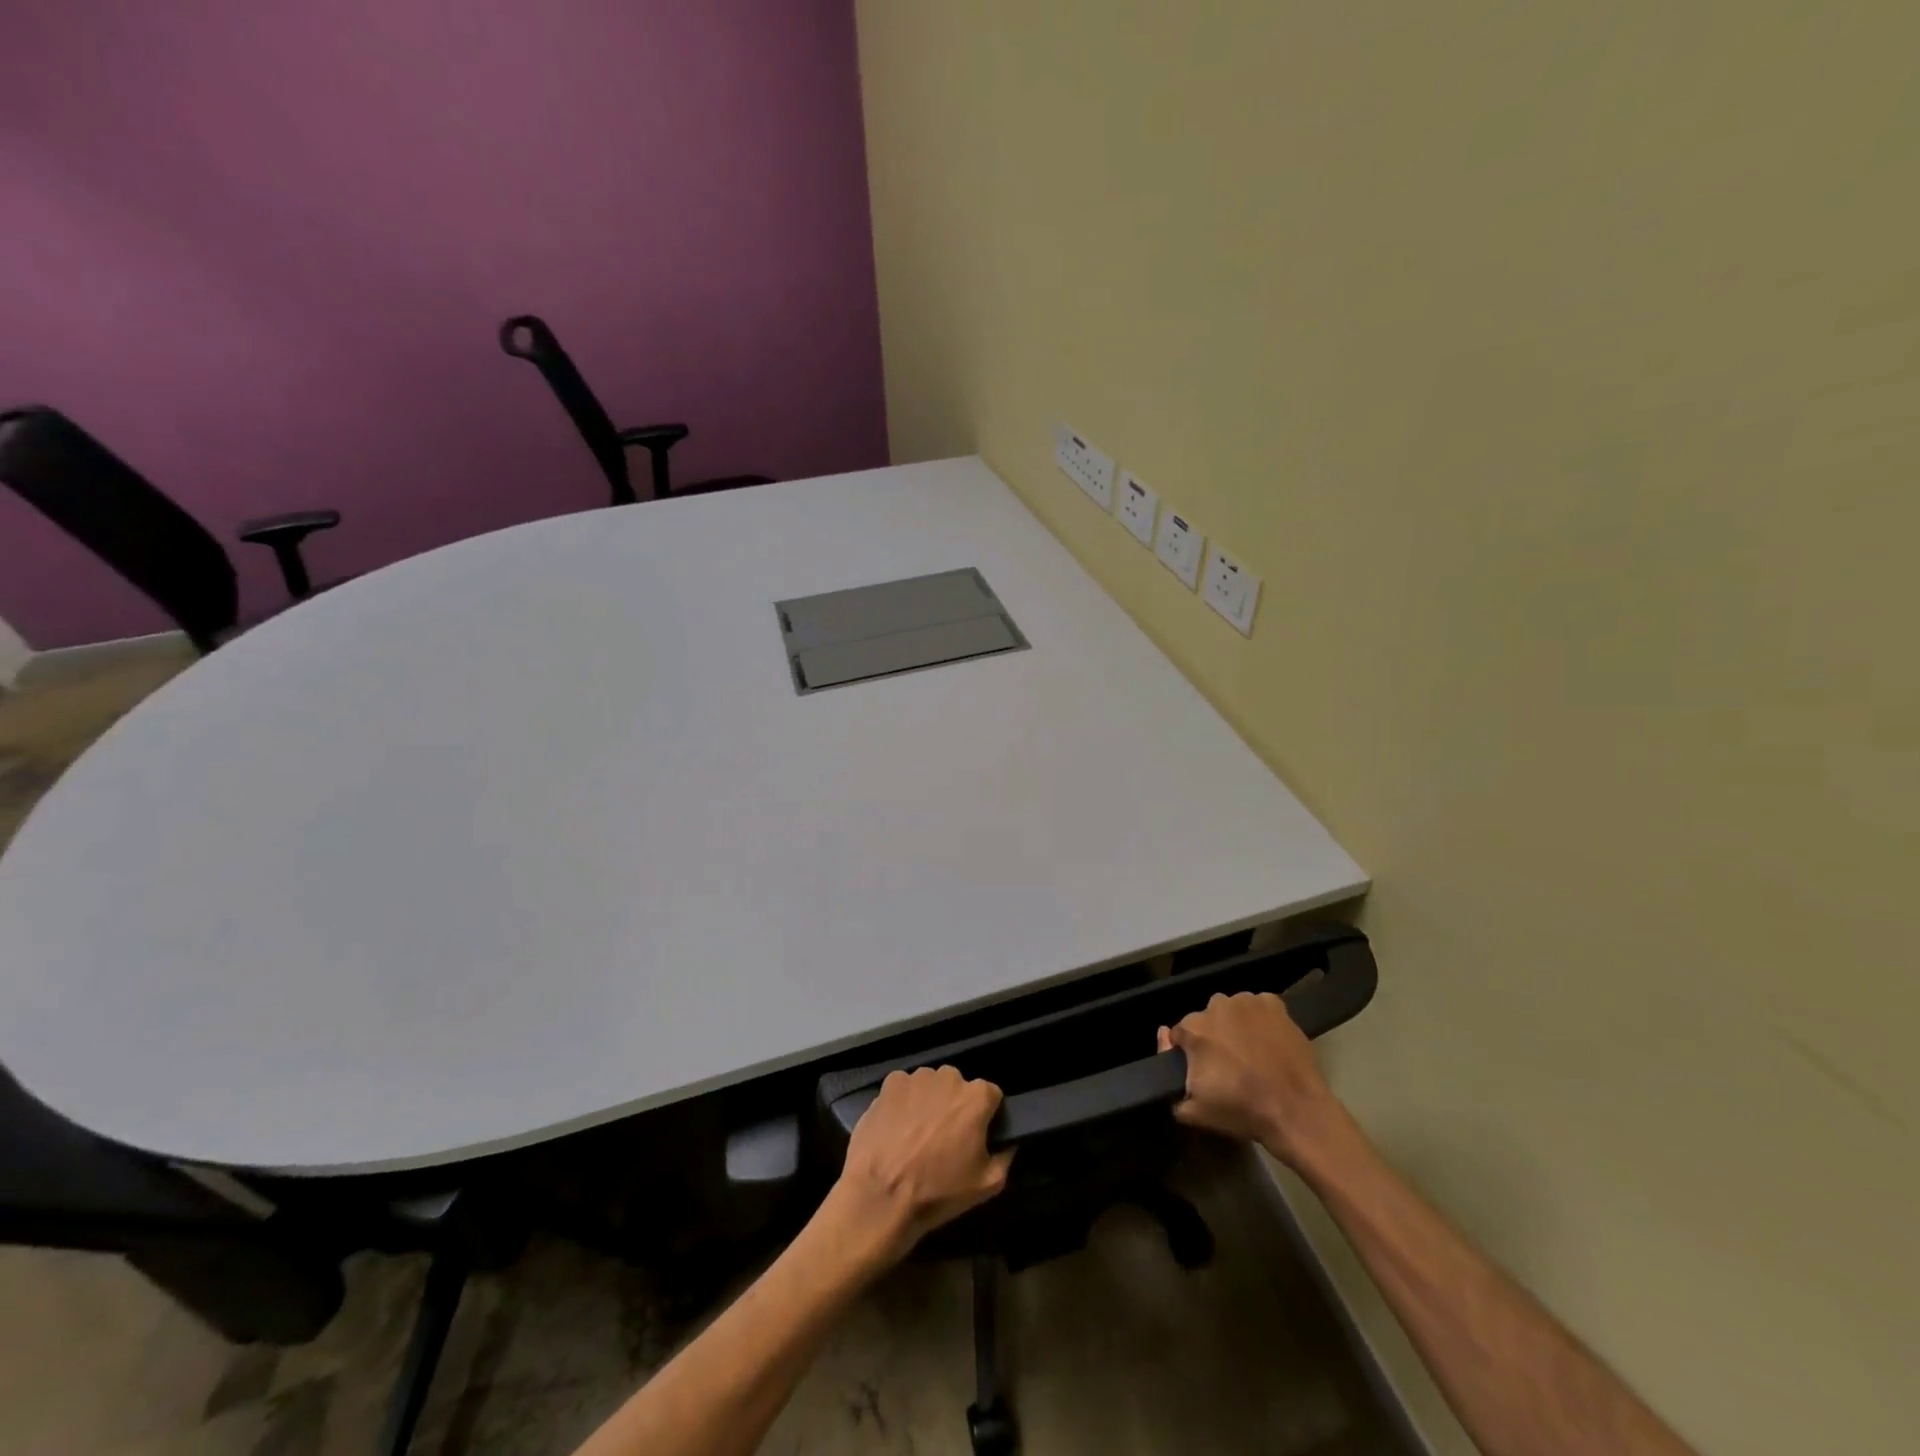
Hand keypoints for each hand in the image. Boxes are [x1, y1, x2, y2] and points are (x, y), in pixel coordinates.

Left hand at [827, 1066, 1013, 1267]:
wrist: (880, 1197)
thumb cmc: (938, 1192)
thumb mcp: (987, 1186)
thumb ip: (1005, 1157)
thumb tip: (1007, 1142)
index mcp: (976, 1097)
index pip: (991, 1096)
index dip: (985, 1116)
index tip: (975, 1137)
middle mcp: (948, 1077)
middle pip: (958, 1088)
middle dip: (955, 1107)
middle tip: (944, 1139)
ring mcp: (916, 1078)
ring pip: (930, 1086)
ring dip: (928, 1103)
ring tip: (916, 1136)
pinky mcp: (889, 1084)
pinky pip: (904, 1089)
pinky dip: (903, 1103)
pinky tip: (896, 1129)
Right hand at [1159, 991, 1341, 1166]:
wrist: (1296, 1112)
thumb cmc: (1242, 1111)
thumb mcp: (1195, 1110)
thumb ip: (1169, 1080)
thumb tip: (1163, 1038)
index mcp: (1193, 1029)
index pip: (1179, 1034)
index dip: (1189, 1053)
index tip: (1203, 1070)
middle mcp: (1215, 1007)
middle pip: (1206, 1019)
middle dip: (1213, 1037)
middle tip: (1229, 1064)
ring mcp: (1245, 1002)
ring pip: (1232, 1010)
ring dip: (1235, 1025)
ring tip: (1252, 1052)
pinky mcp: (1272, 1003)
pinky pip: (1258, 1006)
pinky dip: (1260, 1018)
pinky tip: (1269, 1040)